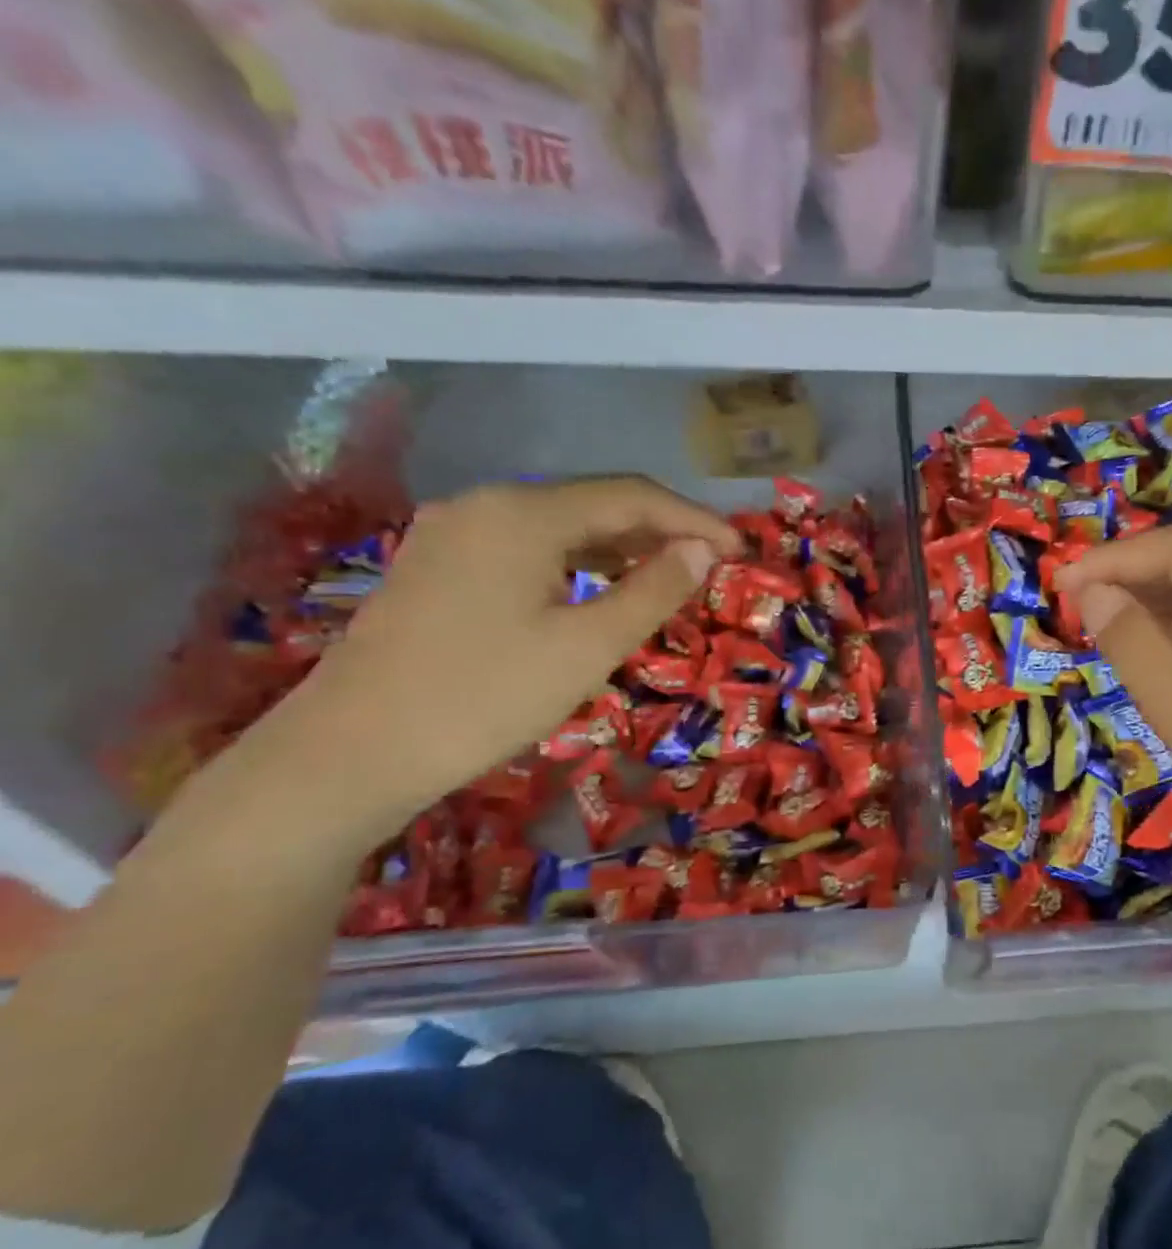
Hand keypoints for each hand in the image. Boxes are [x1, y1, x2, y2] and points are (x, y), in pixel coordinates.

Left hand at [264, 478, 739, 833]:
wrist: (353, 752)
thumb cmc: (485, 697)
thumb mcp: (588, 647)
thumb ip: (654, 590)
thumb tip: (704, 549)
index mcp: (524, 513)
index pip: (632, 497)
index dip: (695, 520)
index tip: (742, 550)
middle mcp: (487, 504)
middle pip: (595, 504)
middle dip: (662, 531)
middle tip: (714, 566)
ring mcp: (455, 533)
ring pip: (561, 527)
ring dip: (622, 548)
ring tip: (672, 578)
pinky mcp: (440, 566)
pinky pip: (529, 549)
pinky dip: (579, 564)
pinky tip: (601, 591)